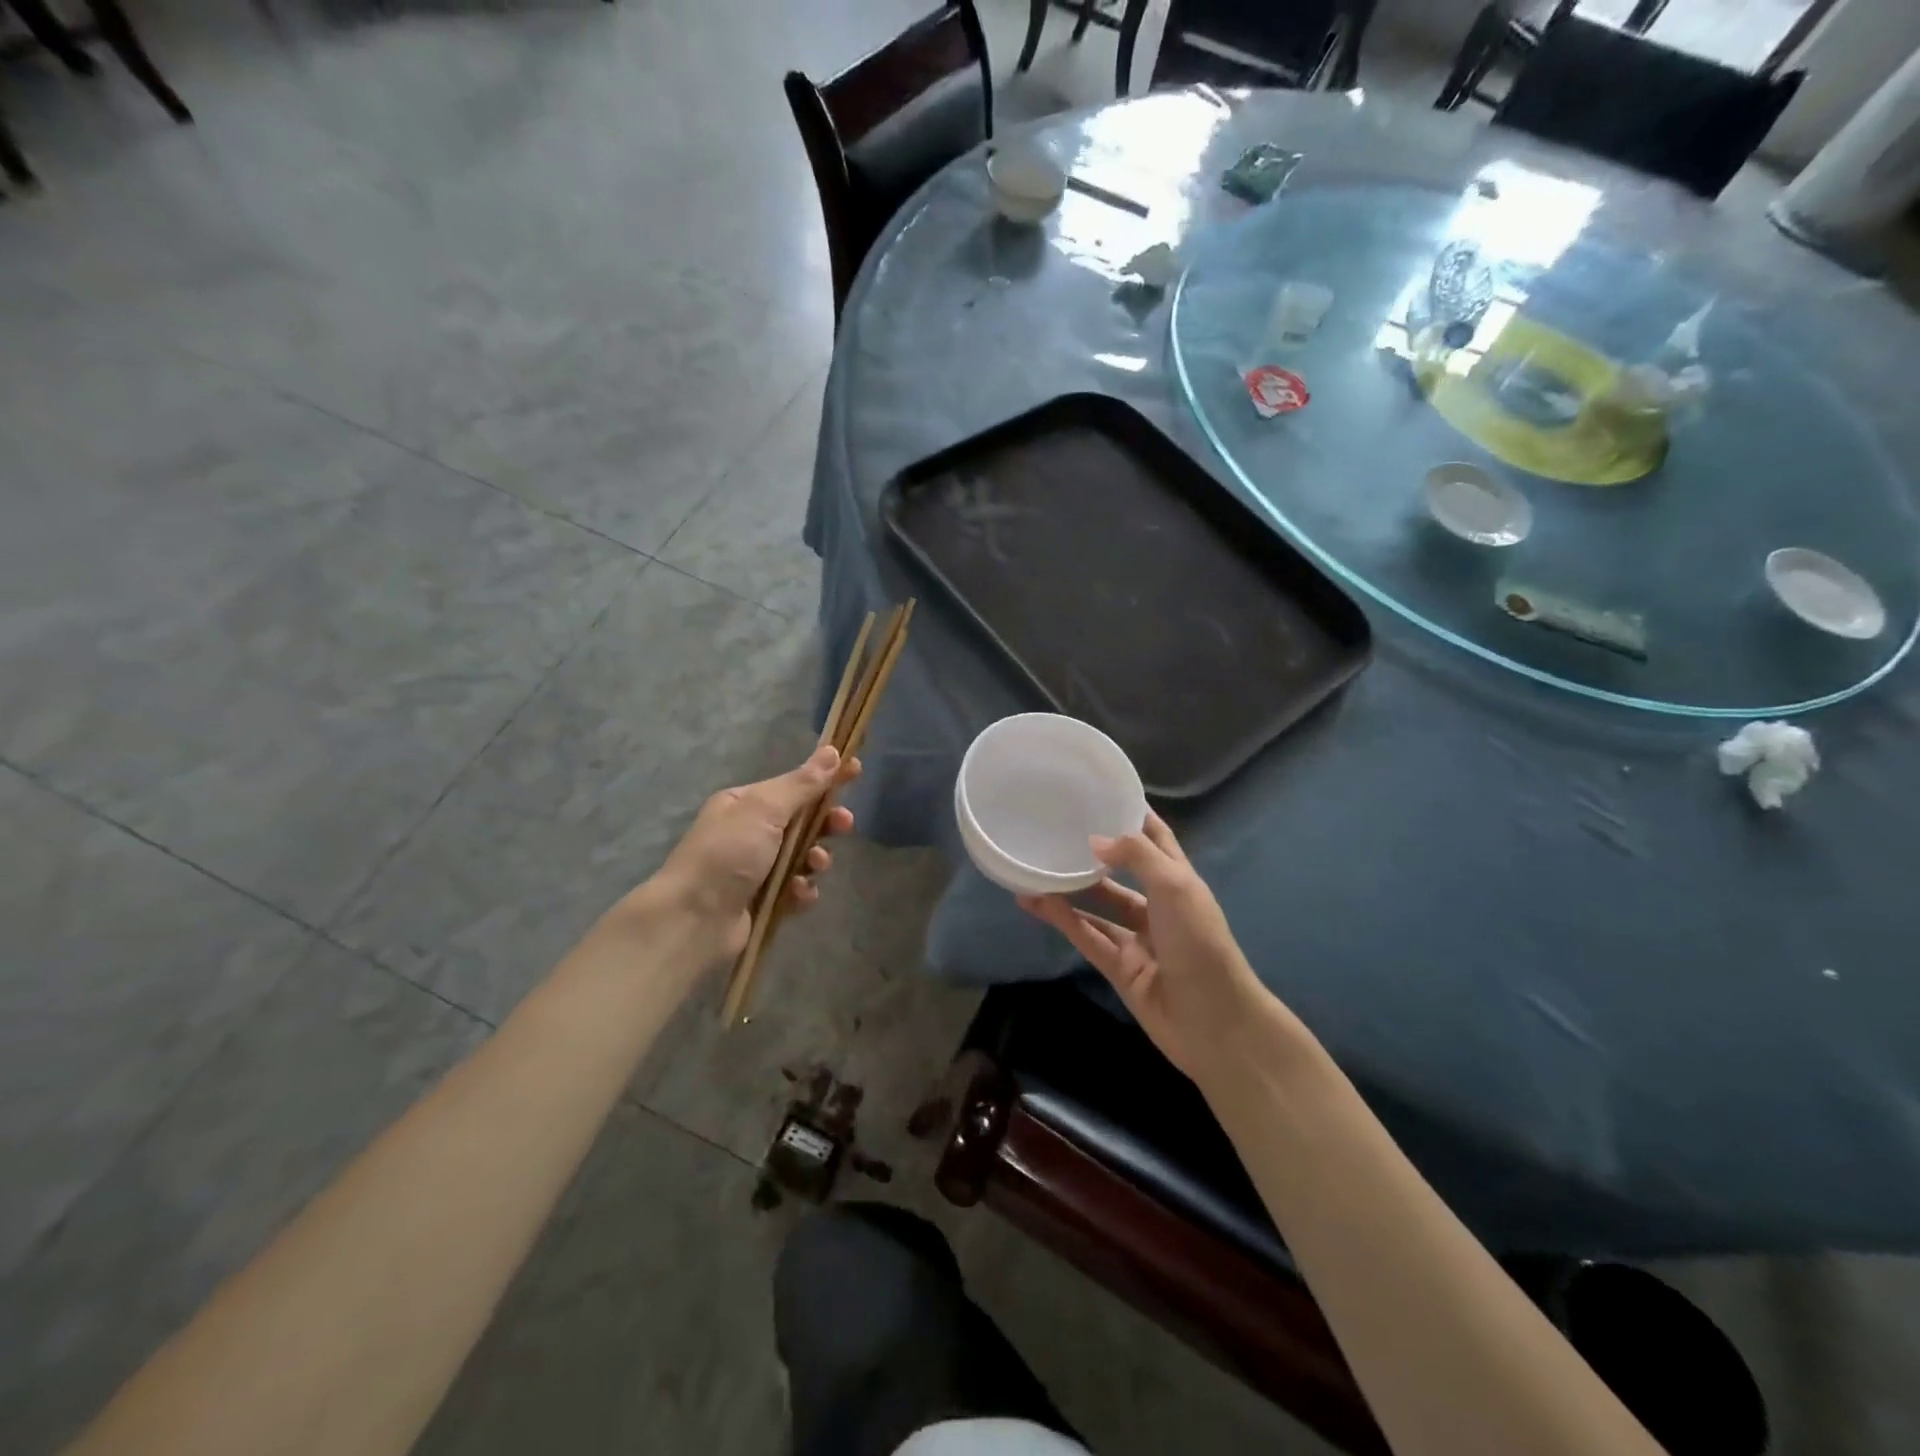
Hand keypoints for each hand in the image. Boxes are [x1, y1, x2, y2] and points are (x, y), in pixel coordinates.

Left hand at [633, 745, 858, 966]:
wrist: (693, 919)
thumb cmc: (728, 853)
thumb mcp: (765, 809)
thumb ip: (802, 783)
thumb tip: (831, 751)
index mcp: (745, 804)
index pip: (795, 783)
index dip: (826, 776)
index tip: (855, 769)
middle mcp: (750, 832)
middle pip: (803, 820)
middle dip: (827, 822)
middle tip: (844, 824)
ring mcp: (757, 868)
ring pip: (805, 856)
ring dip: (816, 858)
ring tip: (814, 866)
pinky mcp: (764, 901)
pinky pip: (797, 889)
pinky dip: (802, 890)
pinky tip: (797, 894)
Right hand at [1018, 813, 1269, 1081]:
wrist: (1214, 1022)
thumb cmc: (1200, 942)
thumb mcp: (1175, 886)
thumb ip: (1136, 856)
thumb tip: (1093, 841)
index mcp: (1179, 881)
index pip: (1156, 839)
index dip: (1134, 816)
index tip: (1103, 793)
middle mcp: (1158, 906)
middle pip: (1121, 872)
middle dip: (1094, 853)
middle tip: (1055, 829)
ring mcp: (1137, 939)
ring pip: (1097, 906)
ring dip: (1069, 887)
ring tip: (1034, 865)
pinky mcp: (1119, 968)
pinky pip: (1086, 936)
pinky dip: (1062, 919)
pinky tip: (1035, 901)